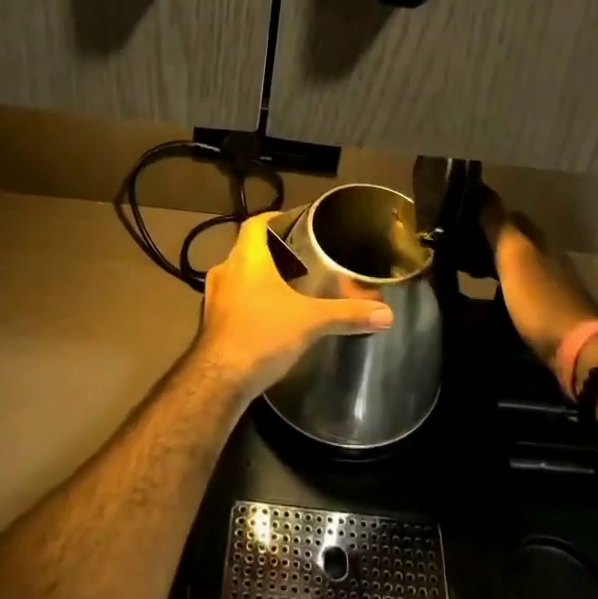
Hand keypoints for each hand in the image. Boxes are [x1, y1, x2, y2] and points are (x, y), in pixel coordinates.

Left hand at [192, 212, 394, 396]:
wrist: (218, 380)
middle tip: (301, 259)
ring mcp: (214, 296)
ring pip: (239, 275)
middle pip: (248, 249)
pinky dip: (250, 300)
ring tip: (289, 287)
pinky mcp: (210, 321)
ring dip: (259, 278)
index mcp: (246, 258)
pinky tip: (270, 316)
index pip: (254, 223)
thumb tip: (386, 314)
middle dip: (272, 252)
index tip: (294, 223)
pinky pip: (233, 299)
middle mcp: (225, 270)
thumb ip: (347, 314)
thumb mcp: (310, 322)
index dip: (273, 218)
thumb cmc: (262, 335)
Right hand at [480, 189, 597, 374]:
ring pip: (520, 269)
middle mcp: (550, 261)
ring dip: (498, 268)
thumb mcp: (514, 257)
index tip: (465, 216)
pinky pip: (522, 295)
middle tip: (460, 247)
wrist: (578, 351)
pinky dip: (505, 293)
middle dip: (492, 242)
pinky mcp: (552, 317)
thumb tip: (483, 189)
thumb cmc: (540, 299)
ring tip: (469, 275)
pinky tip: (490, 303)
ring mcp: (554, 289)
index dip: (491, 214)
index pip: (514, 217)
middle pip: (518, 244)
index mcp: (541, 243)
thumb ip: (498, 225)